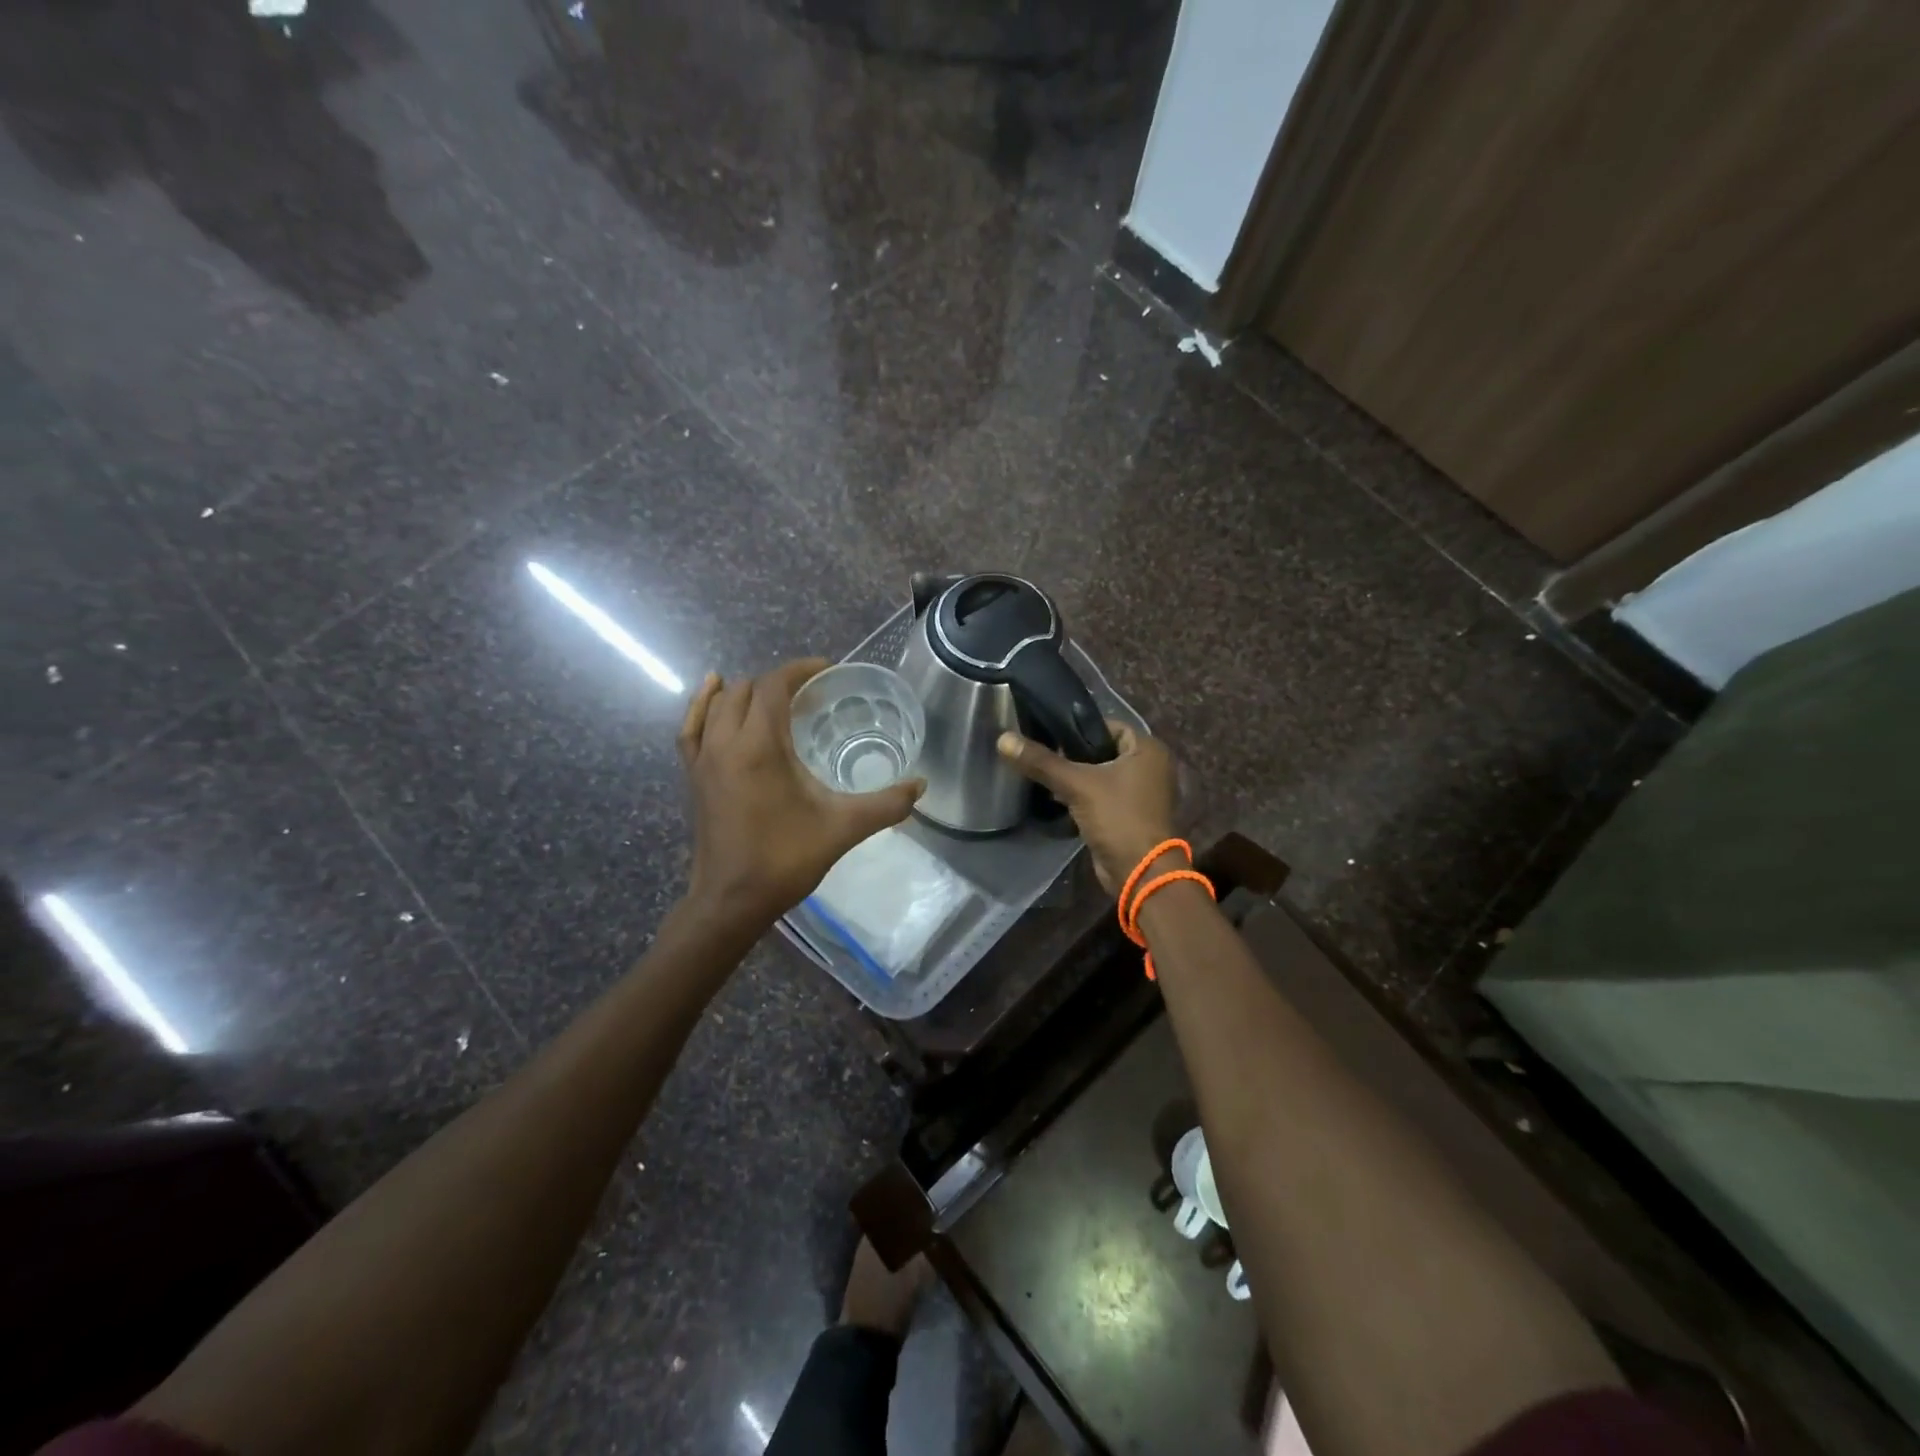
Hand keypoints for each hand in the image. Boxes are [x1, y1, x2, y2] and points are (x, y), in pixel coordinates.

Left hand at [678, 658, 924, 924]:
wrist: (732, 901)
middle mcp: (725, 742)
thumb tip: (921, 786)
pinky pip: (692, 726)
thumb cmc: (786, 860)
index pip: (774, 687)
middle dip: (779, 682)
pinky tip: (713, 693)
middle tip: (812, 694)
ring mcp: (703, 759)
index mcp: (759, 746)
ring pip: (719, 704)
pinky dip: (704, 704)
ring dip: (747, 691)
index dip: (800, 670)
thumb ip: (886, 805)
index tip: (828, 671)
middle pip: (747, 689)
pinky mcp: (693, 776)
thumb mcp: (843, 828)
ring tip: (775, 697)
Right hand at [997, 722, 1178, 894]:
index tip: (1050, 738)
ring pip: (1101, 775)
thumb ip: (1041, 762)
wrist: (1139, 873)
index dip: (1079, 730)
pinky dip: (1084, 797)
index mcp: (1148, 750)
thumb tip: (1003, 739)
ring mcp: (1142, 793)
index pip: (1109, 726)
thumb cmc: (1118, 818)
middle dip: (1074, 757)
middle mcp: (1150, 767)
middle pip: (1103, 751)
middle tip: (1044, 760)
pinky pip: (1103, 796)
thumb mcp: (1077, 785)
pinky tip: (1058, 800)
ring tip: (1046, 780)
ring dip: (1077, 779)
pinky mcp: (1131, 815)